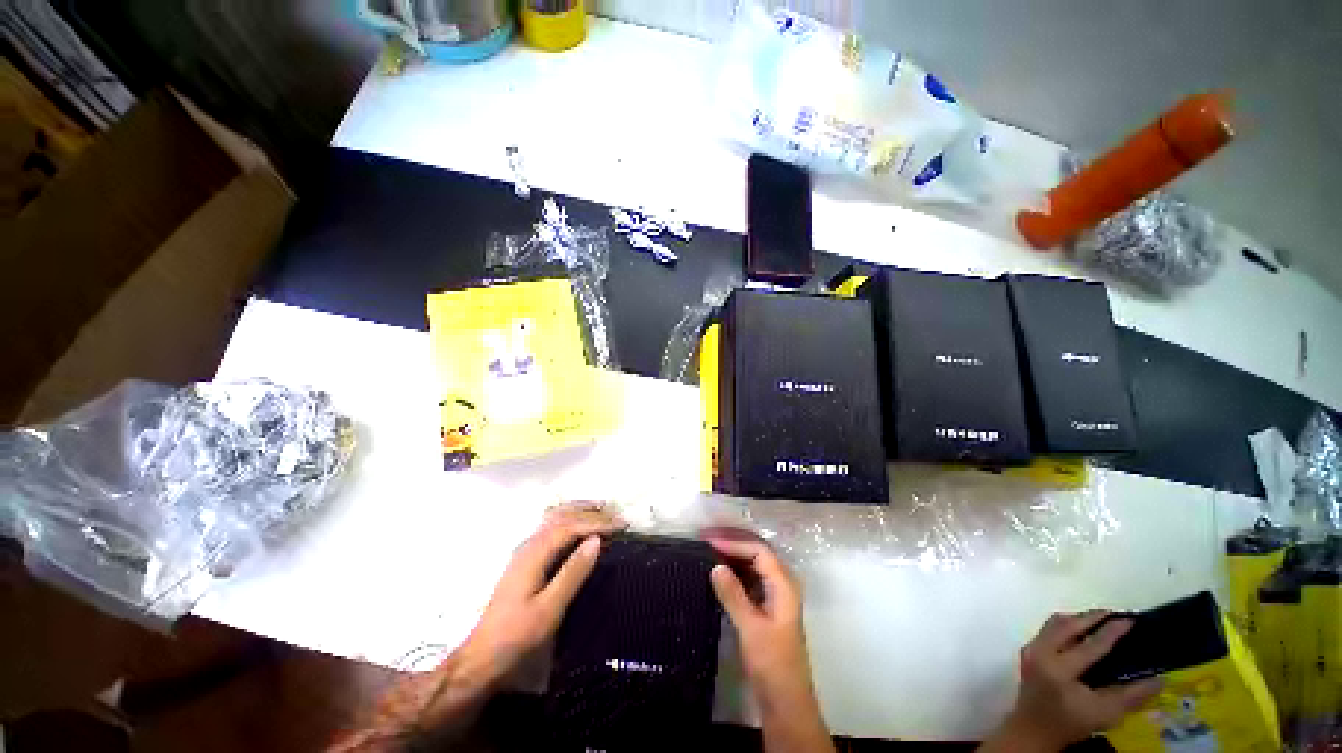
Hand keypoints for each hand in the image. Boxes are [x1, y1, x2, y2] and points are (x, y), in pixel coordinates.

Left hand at [458, 503, 624, 688]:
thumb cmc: (516, 636)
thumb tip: (596, 540)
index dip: (598, 522)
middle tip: (617, 515)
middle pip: (563, 516)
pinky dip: (571, 520)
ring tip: (603, 511)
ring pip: (556, 518)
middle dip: (591, 512)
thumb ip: (573, 572)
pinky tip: (579, 527)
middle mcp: (529, 544)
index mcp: (534, 553)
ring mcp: (526, 551)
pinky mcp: (527, 560)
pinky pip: (552, 528)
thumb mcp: (549, 609)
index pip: (571, 526)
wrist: (481, 658)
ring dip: (580, 511)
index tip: (622, 524)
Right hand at [706, 531, 833, 752]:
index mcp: (784, 585)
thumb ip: (733, 595)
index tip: (711, 543)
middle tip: (709, 540)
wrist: (786, 701)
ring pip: (755, 566)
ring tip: (711, 551)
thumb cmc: (772, 662)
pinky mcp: (767, 608)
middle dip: (734, 544)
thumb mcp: (750, 628)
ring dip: (734, 557)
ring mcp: (776, 596)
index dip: (736, 544)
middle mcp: (782, 585)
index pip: (760, 551)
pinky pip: (751, 580)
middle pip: (758, 554)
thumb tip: (716, 565)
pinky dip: (736, 573)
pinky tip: (721, 573)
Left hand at [984, 610, 1161, 752]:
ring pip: (1056, 623)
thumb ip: (1131, 695)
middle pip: (1068, 625)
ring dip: (1079, 619)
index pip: (1090, 644)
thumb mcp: (1104, 713)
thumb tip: (1159, 679)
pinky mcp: (1029, 650)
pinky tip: (1084, 630)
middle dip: (1092, 617)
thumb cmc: (1070, 722)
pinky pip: (1049, 629)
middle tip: (1117, 614)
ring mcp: (1032, 648)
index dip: (1112, 631)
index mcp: (1059, 668)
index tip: (1130, 619)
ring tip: (1102, 619)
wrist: (1033, 729)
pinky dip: (1068, 625)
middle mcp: (1041, 652)